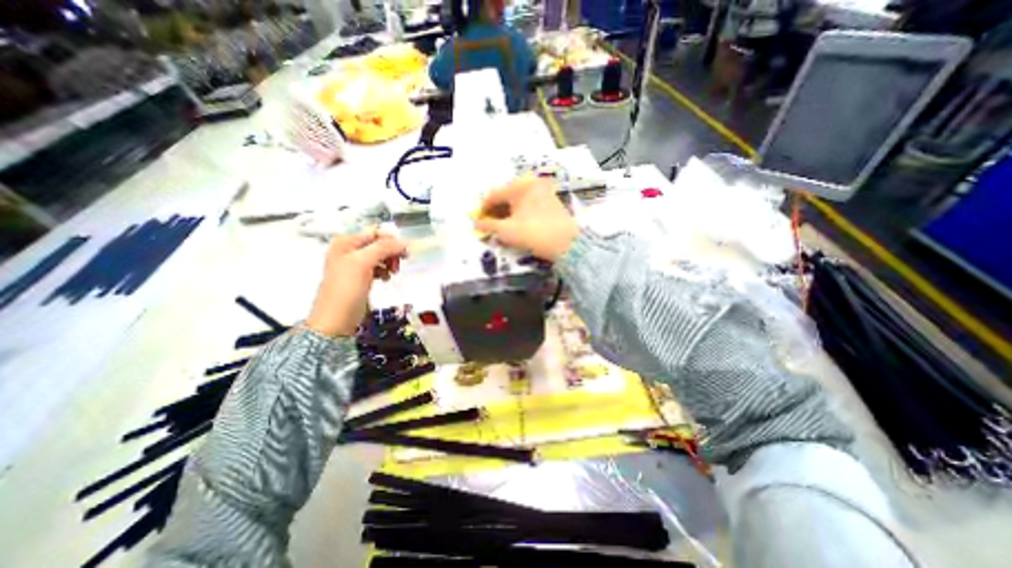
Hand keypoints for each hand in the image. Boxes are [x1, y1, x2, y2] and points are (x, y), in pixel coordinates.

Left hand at [304, 230, 404, 337]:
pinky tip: (386, 278)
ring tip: (394, 272)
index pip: (375, 232)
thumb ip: (383, 248)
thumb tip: (404, 242)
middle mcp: (349, 250)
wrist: (336, 320)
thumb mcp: (363, 263)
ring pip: (380, 256)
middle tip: (400, 263)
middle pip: (378, 244)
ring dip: (390, 262)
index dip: (391, 240)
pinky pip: (378, 267)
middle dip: (391, 252)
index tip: (405, 251)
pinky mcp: (361, 277)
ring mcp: (355, 265)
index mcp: (346, 242)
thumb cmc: (347, 289)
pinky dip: (385, 271)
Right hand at [474, 175, 576, 261]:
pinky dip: (520, 213)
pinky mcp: (551, 201)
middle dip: (496, 211)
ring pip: (518, 200)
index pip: (494, 195)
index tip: (478, 222)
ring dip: (507, 212)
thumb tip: (476, 224)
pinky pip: (529, 204)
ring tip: (502, 227)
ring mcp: (543, 191)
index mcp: (520, 186)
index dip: (483, 209)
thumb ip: (488, 226)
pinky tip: (517, 224)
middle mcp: (532, 183)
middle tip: (490, 225)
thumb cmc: (534, 234)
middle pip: (506, 196)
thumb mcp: (506, 231)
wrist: (567, 243)